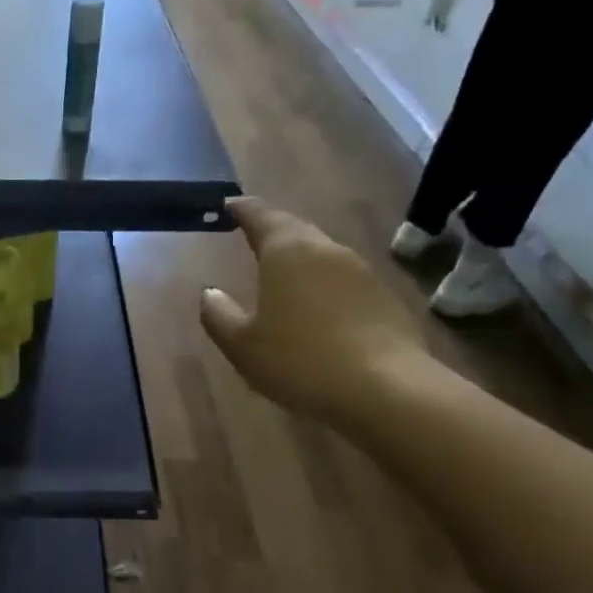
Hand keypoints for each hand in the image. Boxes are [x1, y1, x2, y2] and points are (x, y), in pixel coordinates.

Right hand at [200, 196, 425, 419]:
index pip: (261, 216)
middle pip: (295, 229)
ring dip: (299, 256)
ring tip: (280, 269)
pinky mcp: (382, 296)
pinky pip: (341, 278)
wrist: (383, 388)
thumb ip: (219, 315)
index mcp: (287, 252)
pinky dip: (321, 282)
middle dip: (272, 228)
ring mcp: (360, 271)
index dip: (242, 209)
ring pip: (321, 252)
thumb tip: (209, 293)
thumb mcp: (242, 345)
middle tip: (252, 232)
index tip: (228, 204)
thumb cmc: (299, 360)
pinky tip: (314, 305)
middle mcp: (326, 250)